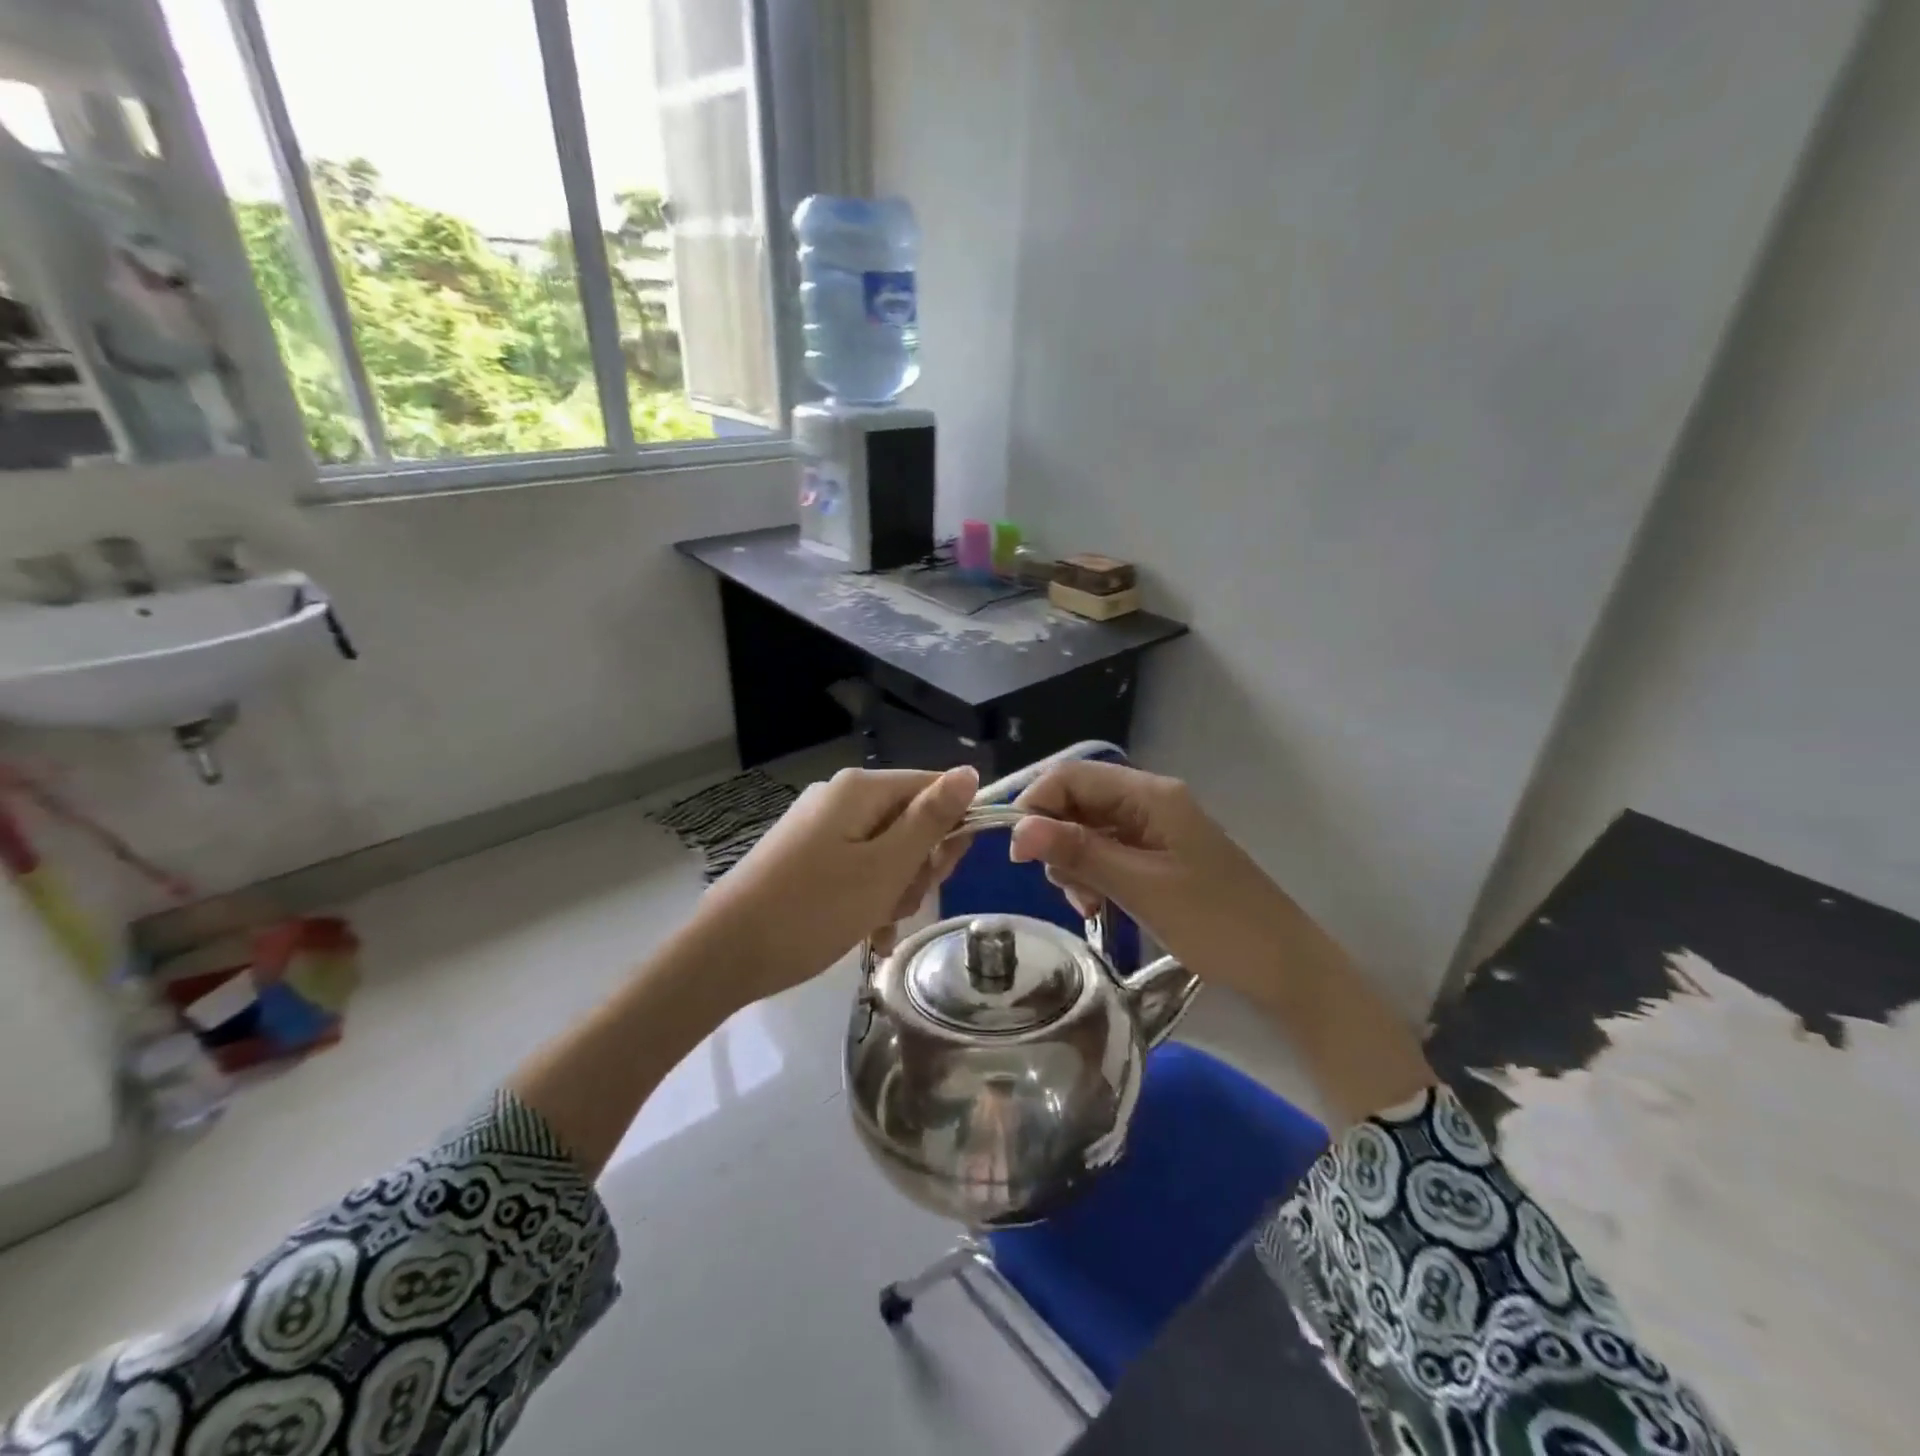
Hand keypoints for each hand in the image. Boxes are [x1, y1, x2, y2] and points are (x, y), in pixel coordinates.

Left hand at [693, 765, 978, 1004]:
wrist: (725, 954)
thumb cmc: (814, 909)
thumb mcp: (885, 867)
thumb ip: (930, 820)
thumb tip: (970, 771)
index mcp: (861, 788)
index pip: (934, 787)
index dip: (952, 827)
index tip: (945, 872)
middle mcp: (840, 796)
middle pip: (910, 819)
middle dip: (918, 865)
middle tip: (901, 901)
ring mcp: (820, 825)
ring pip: (887, 849)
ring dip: (894, 887)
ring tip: (877, 923)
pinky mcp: (806, 854)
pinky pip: (858, 865)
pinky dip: (869, 894)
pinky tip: (866, 930)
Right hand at [1005, 760, 1297, 1003]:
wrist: (1283, 967)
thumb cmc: (1216, 921)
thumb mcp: (1139, 887)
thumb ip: (1079, 852)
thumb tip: (1017, 829)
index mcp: (1150, 794)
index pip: (1072, 775)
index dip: (1036, 805)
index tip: (1017, 854)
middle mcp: (1149, 801)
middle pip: (1077, 801)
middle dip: (1056, 840)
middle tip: (1061, 886)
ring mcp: (1154, 829)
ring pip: (1087, 830)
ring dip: (1074, 863)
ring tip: (1085, 904)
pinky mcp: (1157, 857)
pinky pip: (1107, 853)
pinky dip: (1093, 876)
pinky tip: (1097, 906)